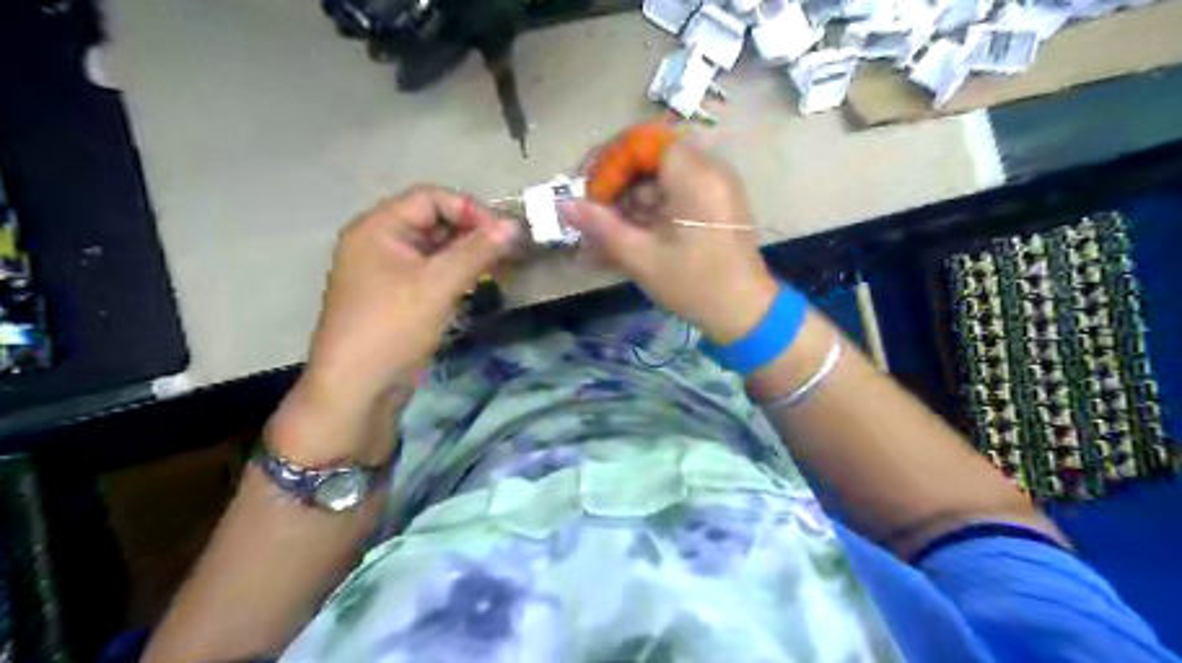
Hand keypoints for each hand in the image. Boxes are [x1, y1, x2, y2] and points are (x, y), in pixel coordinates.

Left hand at [302, 186, 515, 404]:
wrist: (357, 388)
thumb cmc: (393, 327)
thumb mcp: (439, 284)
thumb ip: (478, 251)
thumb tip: (515, 225)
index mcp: (378, 227)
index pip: (430, 198)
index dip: (469, 209)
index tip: (503, 233)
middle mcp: (379, 242)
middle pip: (432, 221)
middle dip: (471, 232)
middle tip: (507, 252)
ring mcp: (386, 271)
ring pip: (434, 249)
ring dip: (466, 254)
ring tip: (500, 268)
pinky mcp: (396, 296)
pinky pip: (430, 273)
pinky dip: (455, 274)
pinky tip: (478, 285)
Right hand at [561, 137, 778, 344]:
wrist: (746, 313)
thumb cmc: (695, 285)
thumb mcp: (642, 257)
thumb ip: (601, 226)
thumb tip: (561, 204)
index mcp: (695, 174)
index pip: (642, 141)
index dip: (609, 161)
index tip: (588, 191)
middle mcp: (708, 169)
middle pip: (650, 157)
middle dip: (616, 183)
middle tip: (592, 213)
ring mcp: (713, 186)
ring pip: (660, 177)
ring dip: (629, 200)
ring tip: (604, 234)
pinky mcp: (713, 204)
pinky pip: (674, 193)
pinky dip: (649, 211)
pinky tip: (628, 236)